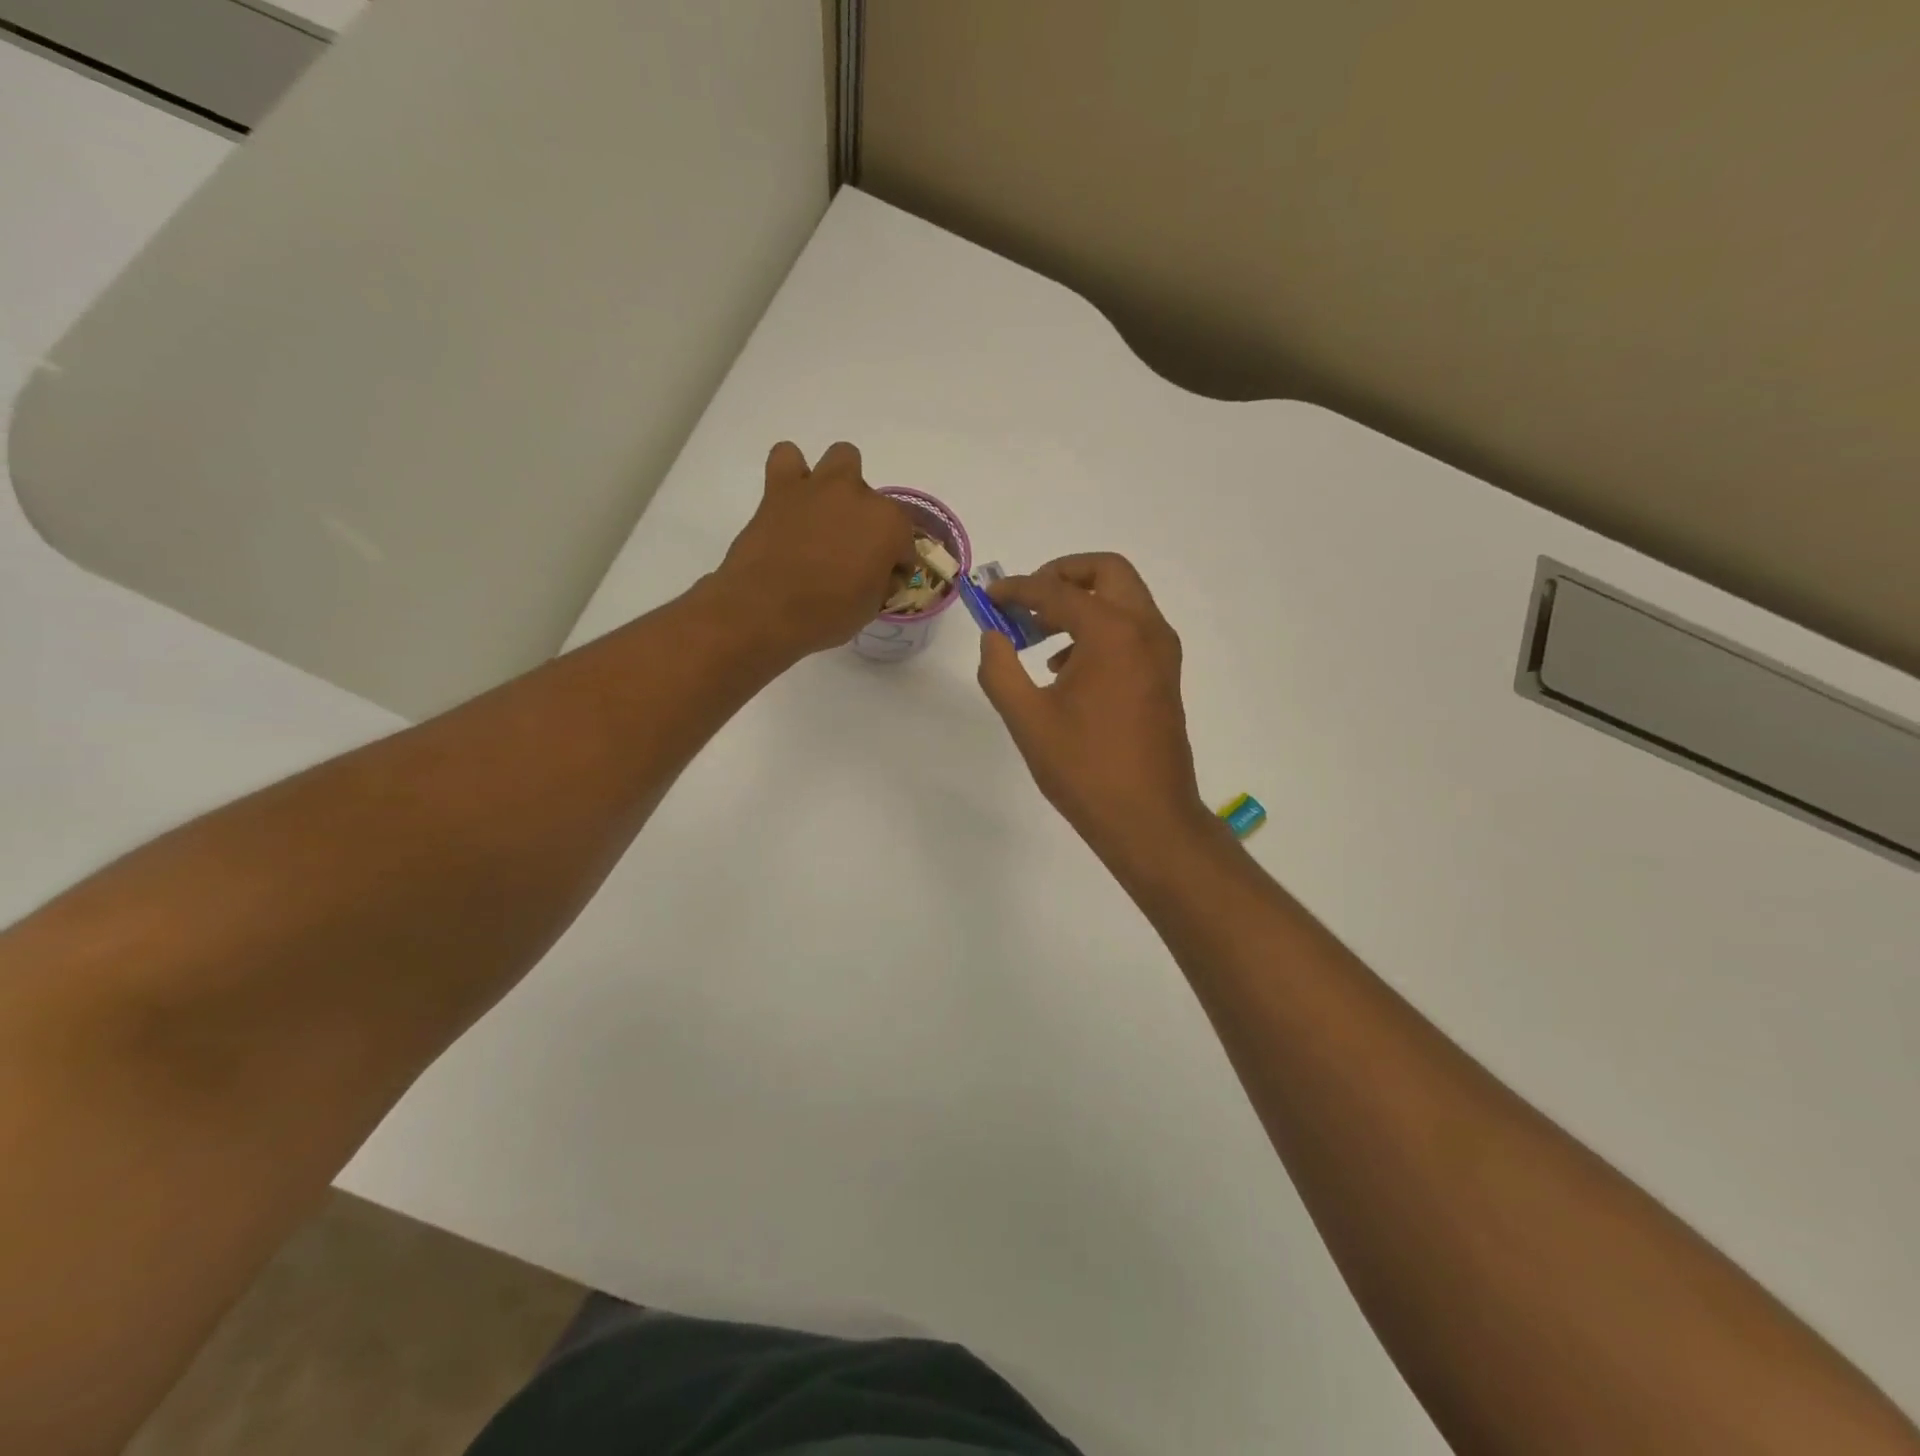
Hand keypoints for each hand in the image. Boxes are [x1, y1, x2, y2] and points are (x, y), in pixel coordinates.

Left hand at [715, 442, 916, 658]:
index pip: (905, 543)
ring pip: (843, 457)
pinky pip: (787, 457)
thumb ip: (881, 581)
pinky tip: (791, 498)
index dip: (895, 565)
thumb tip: (879, 573)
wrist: (764, 610)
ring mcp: (820, 487)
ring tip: (827, 513)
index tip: (882, 582)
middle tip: (851, 550)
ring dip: (840, 482)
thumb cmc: (826, 615)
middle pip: (876, 501)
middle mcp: (860, 496)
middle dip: (868, 522)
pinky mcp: (780, 488)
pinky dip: (791, 472)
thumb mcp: (870, 608)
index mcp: (889, 526)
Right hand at [976, 553, 1215, 864]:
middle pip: (1106, 571)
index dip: (1017, 589)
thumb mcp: (1027, 720)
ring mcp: (1162, 652)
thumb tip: (992, 636)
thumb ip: (1000, 670)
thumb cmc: (1085, 769)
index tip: (989, 597)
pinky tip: (1065, 669)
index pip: (1056, 590)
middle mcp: (1145, 629)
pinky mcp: (1165, 674)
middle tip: (1026, 600)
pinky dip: (1100, 628)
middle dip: (1062, 574)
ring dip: (1081, 602)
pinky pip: (1132, 629)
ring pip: (1123, 598)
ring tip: (1038, 636)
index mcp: (1112, 633)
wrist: (1149, 818)